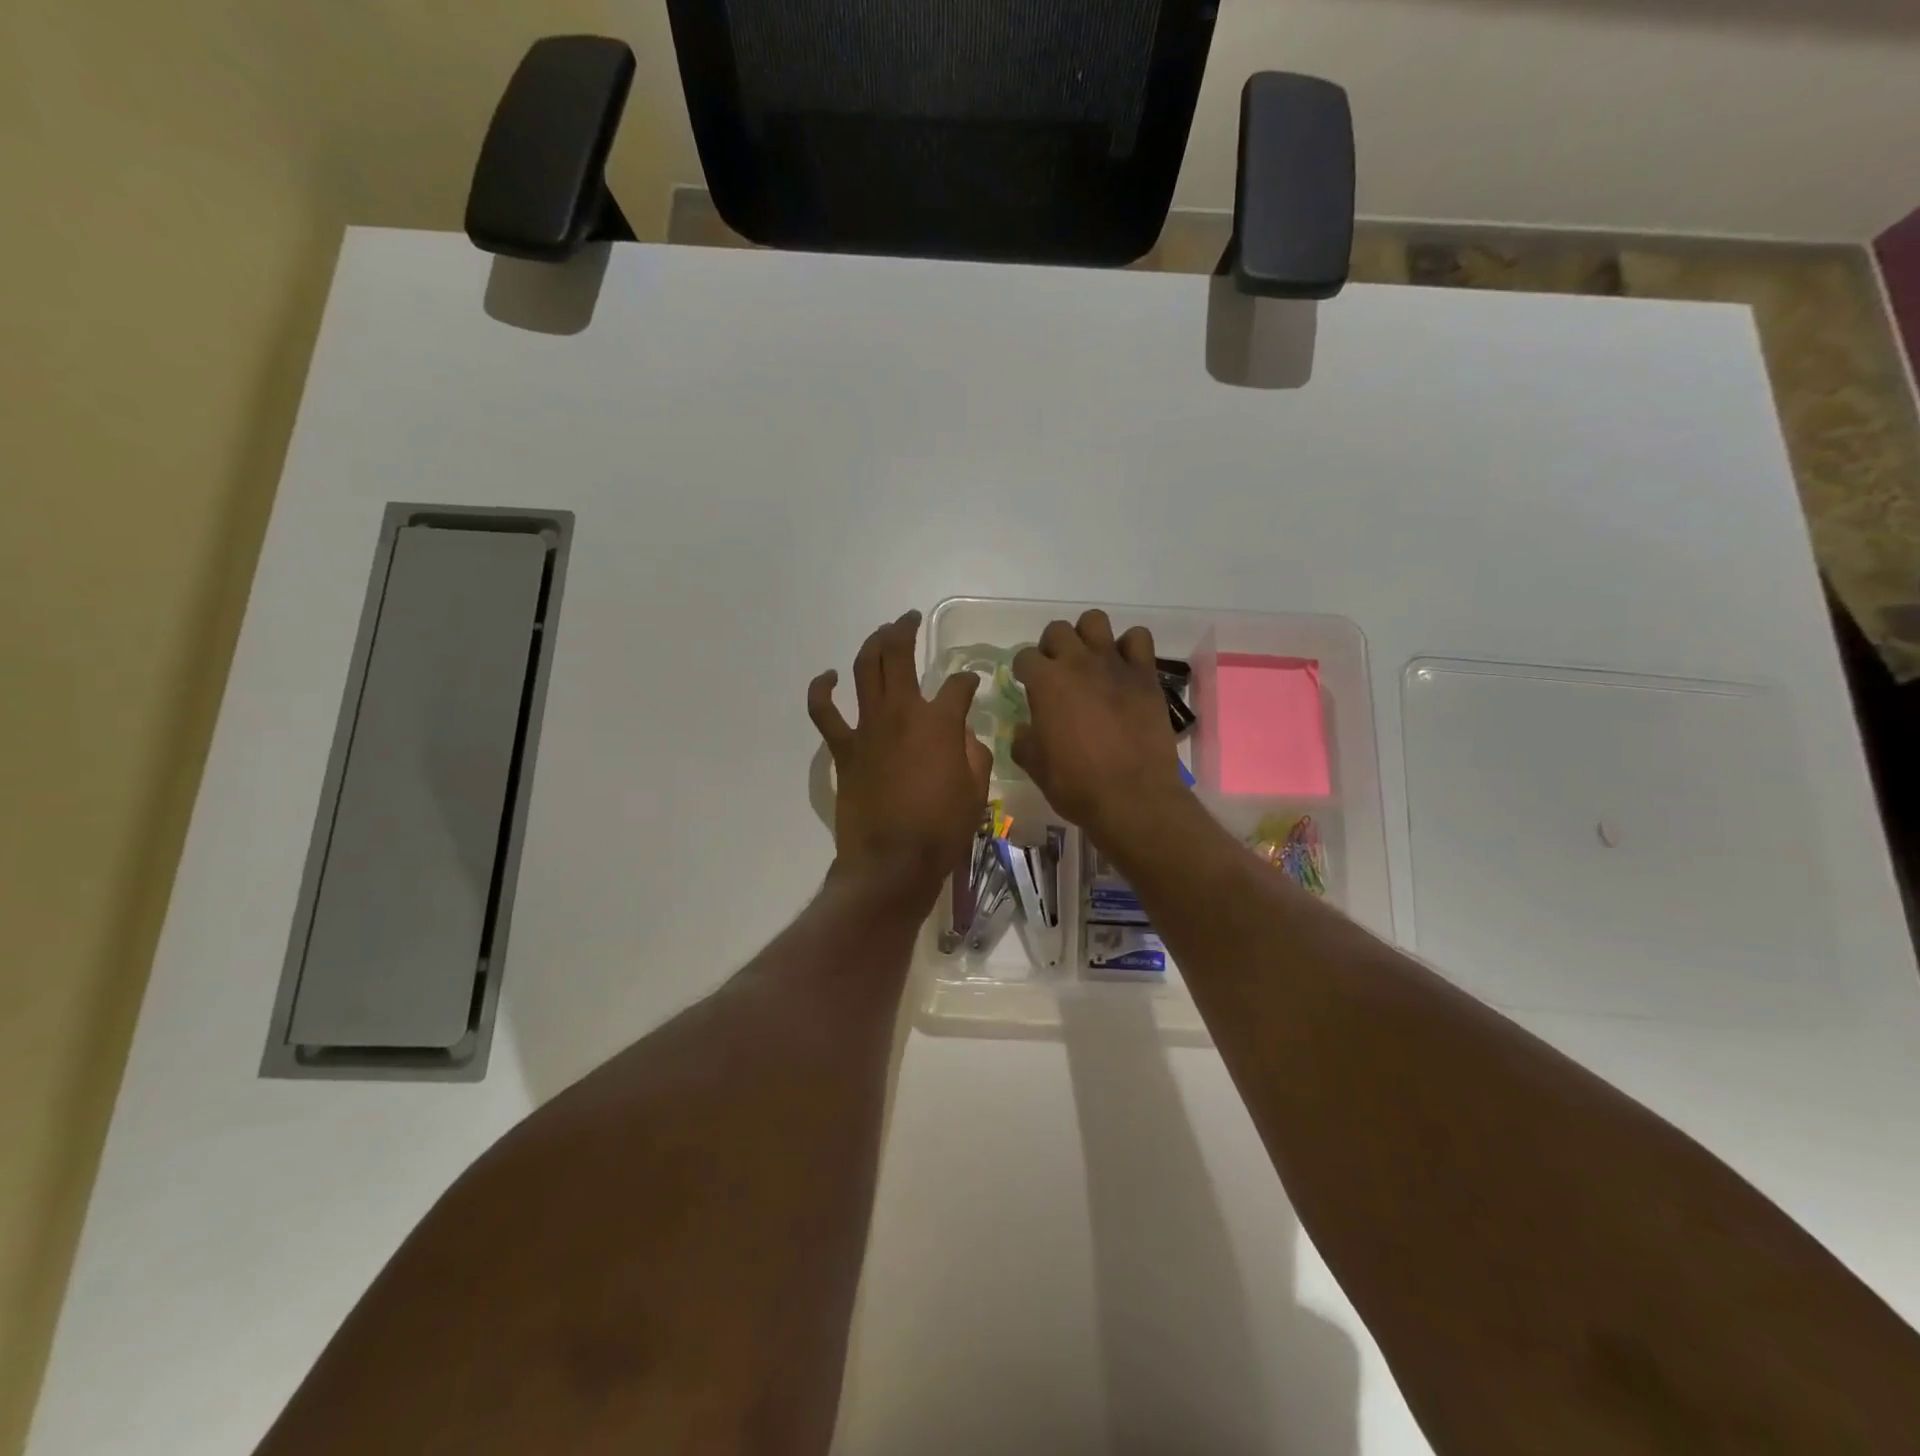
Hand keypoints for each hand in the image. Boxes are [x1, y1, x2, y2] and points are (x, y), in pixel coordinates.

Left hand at [809, 611, 991, 903]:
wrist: (892, 863)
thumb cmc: (942, 830)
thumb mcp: (977, 792)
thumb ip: (974, 754)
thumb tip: (965, 735)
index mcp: (940, 722)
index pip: (958, 686)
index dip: (967, 681)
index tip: (971, 684)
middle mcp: (902, 712)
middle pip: (899, 656)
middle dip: (905, 631)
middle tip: (909, 620)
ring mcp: (868, 727)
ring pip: (865, 669)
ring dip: (873, 644)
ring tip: (882, 633)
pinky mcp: (844, 749)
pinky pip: (825, 712)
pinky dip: (823, 690)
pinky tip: (829, 677)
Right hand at [1012, 611, 1188, 835]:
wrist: (1132, 797)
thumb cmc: (1076, 784)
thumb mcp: (1034, 765)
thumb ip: (1024, 739)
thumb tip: (1025, 729)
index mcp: (1046, 682)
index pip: (1024, 656)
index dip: (1023, 670)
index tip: (1027, 685)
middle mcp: (1078, 663)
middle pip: (1058, 630)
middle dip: (1052, 647)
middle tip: (1057, 673)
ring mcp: (1114, 664)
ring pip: (1095, 621)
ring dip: (1088, 636)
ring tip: (1090, 662)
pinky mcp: (1145, 674)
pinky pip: (1138, 639)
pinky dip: (1129, 647)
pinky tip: (1124, 669)